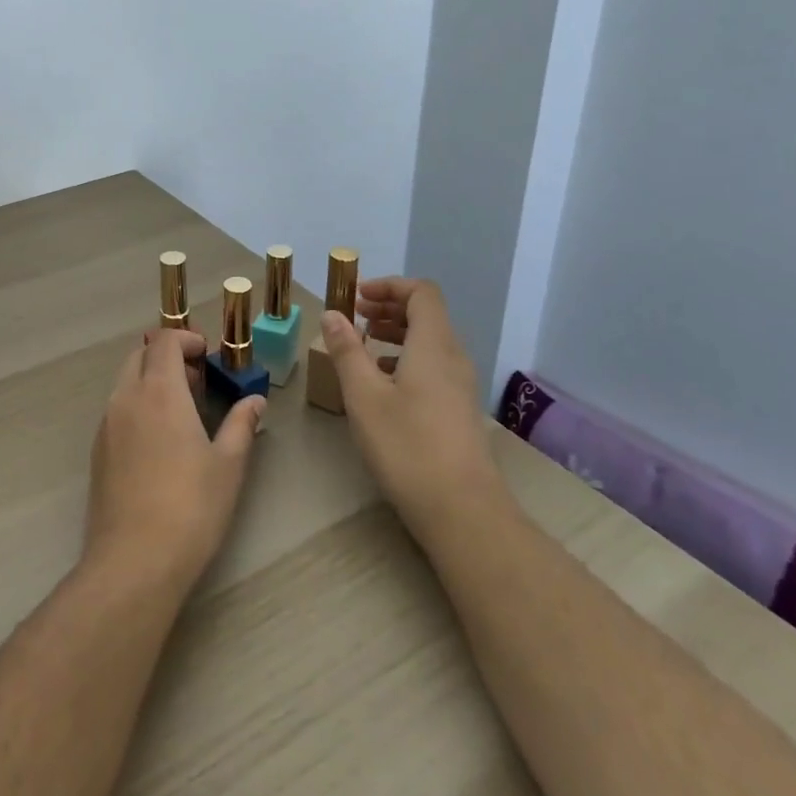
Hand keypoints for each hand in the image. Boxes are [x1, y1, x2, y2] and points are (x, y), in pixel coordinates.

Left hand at [85, 330, 264, 595]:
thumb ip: (241, 425)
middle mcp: (126, 398)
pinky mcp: (97, 451)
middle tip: (197, 383)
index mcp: (159, 392)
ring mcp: (106, 425)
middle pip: (140, 355)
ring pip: (125, 382)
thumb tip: (255, 400)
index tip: (207, 355)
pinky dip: (137, 406)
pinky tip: (159, 442)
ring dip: (151, 381)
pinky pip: (117, 410)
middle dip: (167, 357)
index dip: (186, 339)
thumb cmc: (191, 508)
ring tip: (182, 413)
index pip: (164, 341)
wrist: (134, 561)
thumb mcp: (228, 465)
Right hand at [321, 278, 504, 550]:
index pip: (421, 292)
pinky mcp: (459, 409)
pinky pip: (433, 365)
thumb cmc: (407, 445)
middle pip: (427, 314)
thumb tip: (333, 314)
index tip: (357, 297)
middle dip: (389, 307)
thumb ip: (347, 350)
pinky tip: (382, 382)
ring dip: (397, 333)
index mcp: (433, 344)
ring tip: (363, 346)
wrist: (462, 509)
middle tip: (355, 317)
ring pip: (430, 341)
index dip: (389, 286)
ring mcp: (460, 384)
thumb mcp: (364, 395)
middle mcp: (453, 356)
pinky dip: (406, 358)